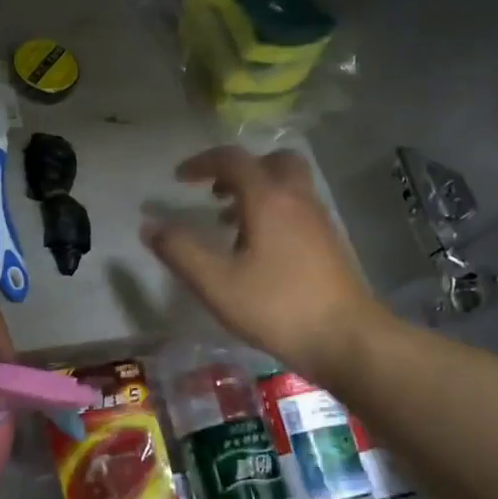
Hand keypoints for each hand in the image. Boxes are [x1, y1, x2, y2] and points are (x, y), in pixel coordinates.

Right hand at [142, 147, 380, 380]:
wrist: (347, 338)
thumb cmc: (277, 306)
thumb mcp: (216, 283)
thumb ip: (180, 251)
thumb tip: (150, 225)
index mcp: (268, 198)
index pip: (232, 159)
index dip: (202, 163)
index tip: (179, 178)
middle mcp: (297, 199)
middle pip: (271, 161)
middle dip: (238, 171)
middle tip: (214, 193)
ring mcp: (319, 219)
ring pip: (287, 185)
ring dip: (256, 192)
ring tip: (227, 225)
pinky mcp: (330, 242)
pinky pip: (298, 208)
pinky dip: (273, 212)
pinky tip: (258, 251)